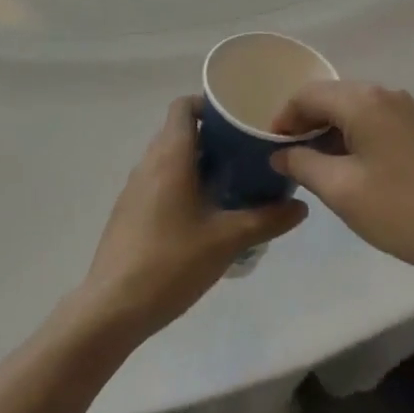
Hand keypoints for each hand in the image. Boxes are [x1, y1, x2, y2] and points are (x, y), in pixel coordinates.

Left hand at [77, 97, 306, 340]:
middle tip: (245, 152)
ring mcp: (134, 188)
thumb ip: (266, 220)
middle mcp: (149, 163)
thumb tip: (301, 206)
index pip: (183, 106)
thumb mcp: (227, 241)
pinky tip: (203, 215)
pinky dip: (181, 184)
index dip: (208, 104)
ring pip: (169, 158)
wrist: (112, 308)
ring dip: (197, 162)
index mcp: (170, 156)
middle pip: (179, 131)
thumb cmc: (171, 262)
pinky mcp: (128, 212)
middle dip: (212, 136)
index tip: (237, 119)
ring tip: (230, 182)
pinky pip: (158, 182)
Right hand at [270, 81, 413, 281]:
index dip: (282, 119)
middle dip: (306, 124)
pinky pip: (378, 121)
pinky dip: (357, 137)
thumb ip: (303, 164)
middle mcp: (386, 94)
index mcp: (362, 100)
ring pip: (356, 110)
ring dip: (332, 132)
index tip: (270, 149)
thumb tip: (281, 152)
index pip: (307, 95)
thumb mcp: (343, 191)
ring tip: (319, 168)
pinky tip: (356, 170)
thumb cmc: (404, 210)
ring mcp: (410, 110)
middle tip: (290, 159)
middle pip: (332, 97)